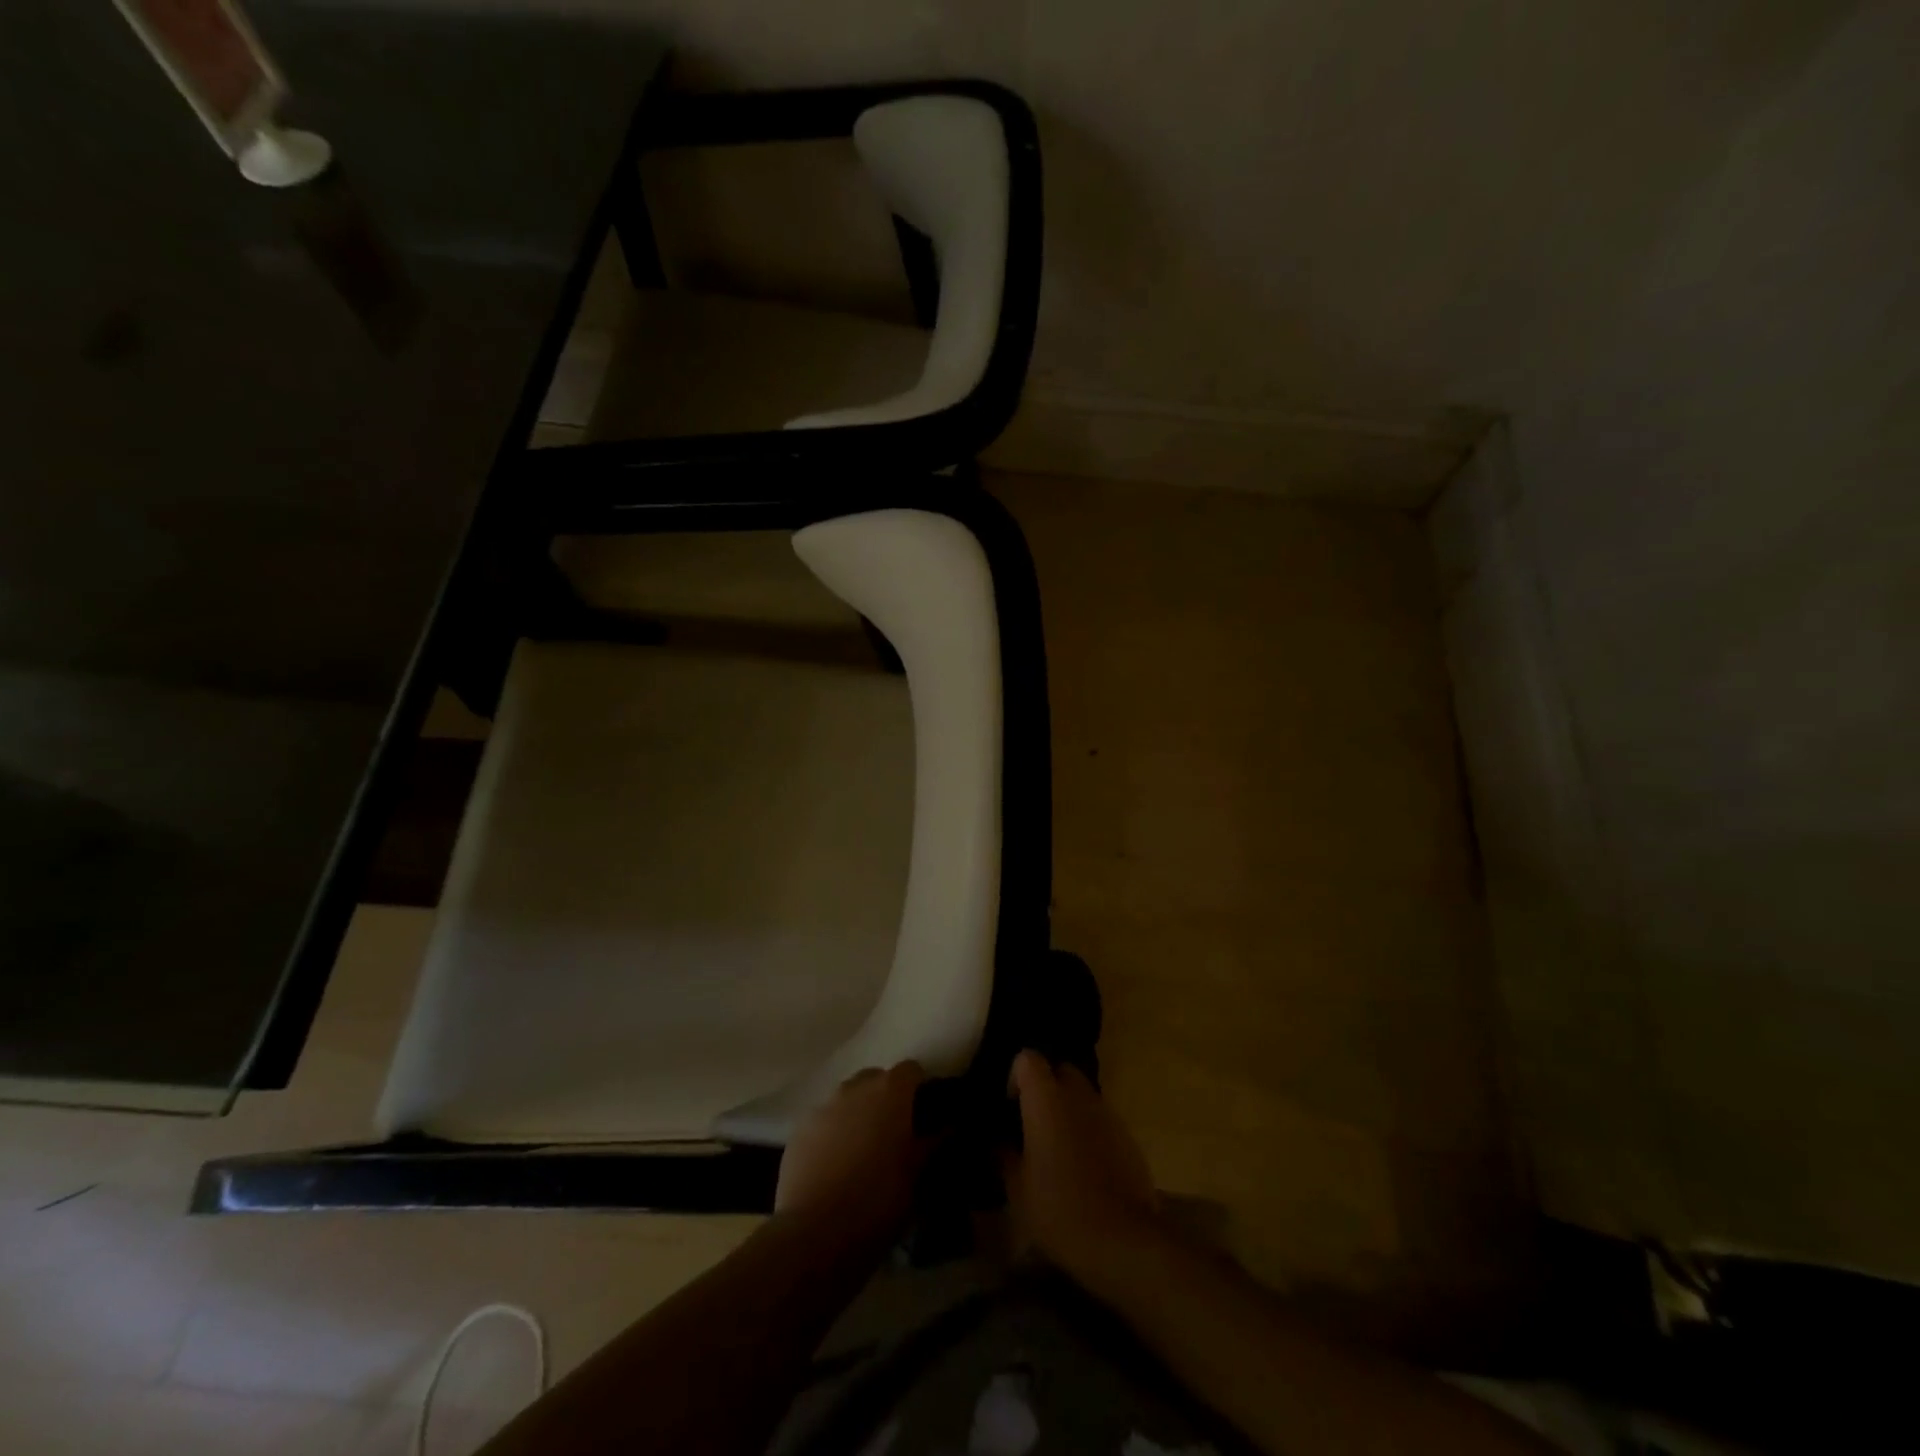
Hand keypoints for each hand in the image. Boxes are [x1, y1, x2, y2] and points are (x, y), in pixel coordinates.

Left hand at [776, 1061, 928, 1240]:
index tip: (924, 1114)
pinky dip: (832, 1134)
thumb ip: (933, 1142)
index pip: (911, 1070)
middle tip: (893, 1135)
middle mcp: (855, 1088)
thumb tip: (949, 1126)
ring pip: (847, 1100)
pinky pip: (823, 1122)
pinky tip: (834, 1167)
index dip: (919, 1089)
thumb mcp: (917, 1176)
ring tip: (861, 1153)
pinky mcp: (798, 1131)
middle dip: (886, 1100)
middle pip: (876, 1080)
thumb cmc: (879, 1201)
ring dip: (857, 1115)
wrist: (815, 1235)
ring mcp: (823, 1107)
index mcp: (890, 1091)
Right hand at [1003, 1050, 1159, 1282]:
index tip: (1011, 1106)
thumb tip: (999, 1140)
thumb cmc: (1059, 1208)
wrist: (1122, 1239)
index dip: (1016, 1076)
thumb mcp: (1017, 1188)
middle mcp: (1078, 1094)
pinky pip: (1100, 1118)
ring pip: (1082, 1094)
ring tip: (1058, 1147)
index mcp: (1046, 1099)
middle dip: (1046, 1088)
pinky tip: (1084, 1165)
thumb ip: (1004, 1154)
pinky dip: (1088, 1129)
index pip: (1028, 1058)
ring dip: (1068, 1109)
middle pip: (1060, 1069)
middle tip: (1033, 1124)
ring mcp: (1106, 1112)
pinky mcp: (1127, 1134)